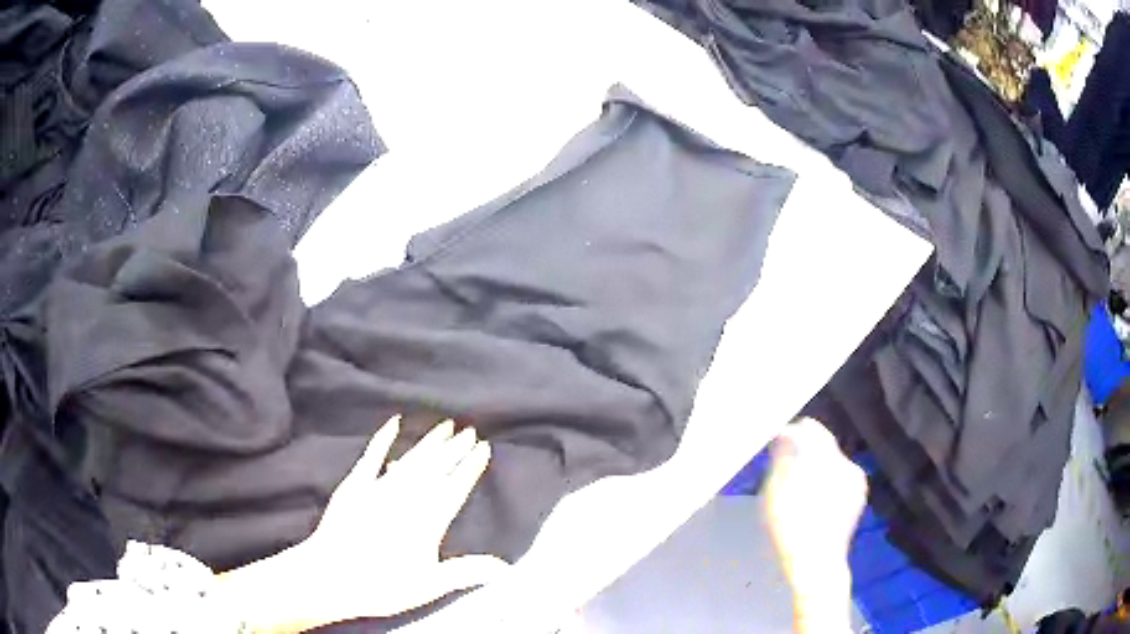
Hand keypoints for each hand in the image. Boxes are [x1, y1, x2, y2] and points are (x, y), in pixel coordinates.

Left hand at [220, 417, 509, 631]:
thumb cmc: (383, 585)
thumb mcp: (429, 585)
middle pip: (435, 469)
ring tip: (445, 426)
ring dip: (429, 443)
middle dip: (454, 449)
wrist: (333, 576)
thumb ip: (466, 571)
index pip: (454, 488)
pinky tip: (393, 423)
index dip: (470, 468)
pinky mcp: (355, 486)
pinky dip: (382, 439)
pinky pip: (371, 457)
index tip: (483, 448)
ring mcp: (379, 489)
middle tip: (470, 430)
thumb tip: (505, 566)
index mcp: (427, 521)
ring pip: (411, 460)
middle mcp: (406, 499)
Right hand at [764, 418, 865, 632]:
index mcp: (827, 458)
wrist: (816, 565)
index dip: (791, 435)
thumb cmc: (791, 529)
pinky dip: (825, 484)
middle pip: (822, 446)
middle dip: (802, 455)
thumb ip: (782, 458)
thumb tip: (785, 433)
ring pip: (830, 464)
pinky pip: (838, 480)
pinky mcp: (857, 498)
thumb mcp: (775, 493)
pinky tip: (812, 505)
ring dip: (814, 470)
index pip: (810, 429)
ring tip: (796, 493)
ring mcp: (856, 482)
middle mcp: (847, 463)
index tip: (775, 450)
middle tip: (782, 475)